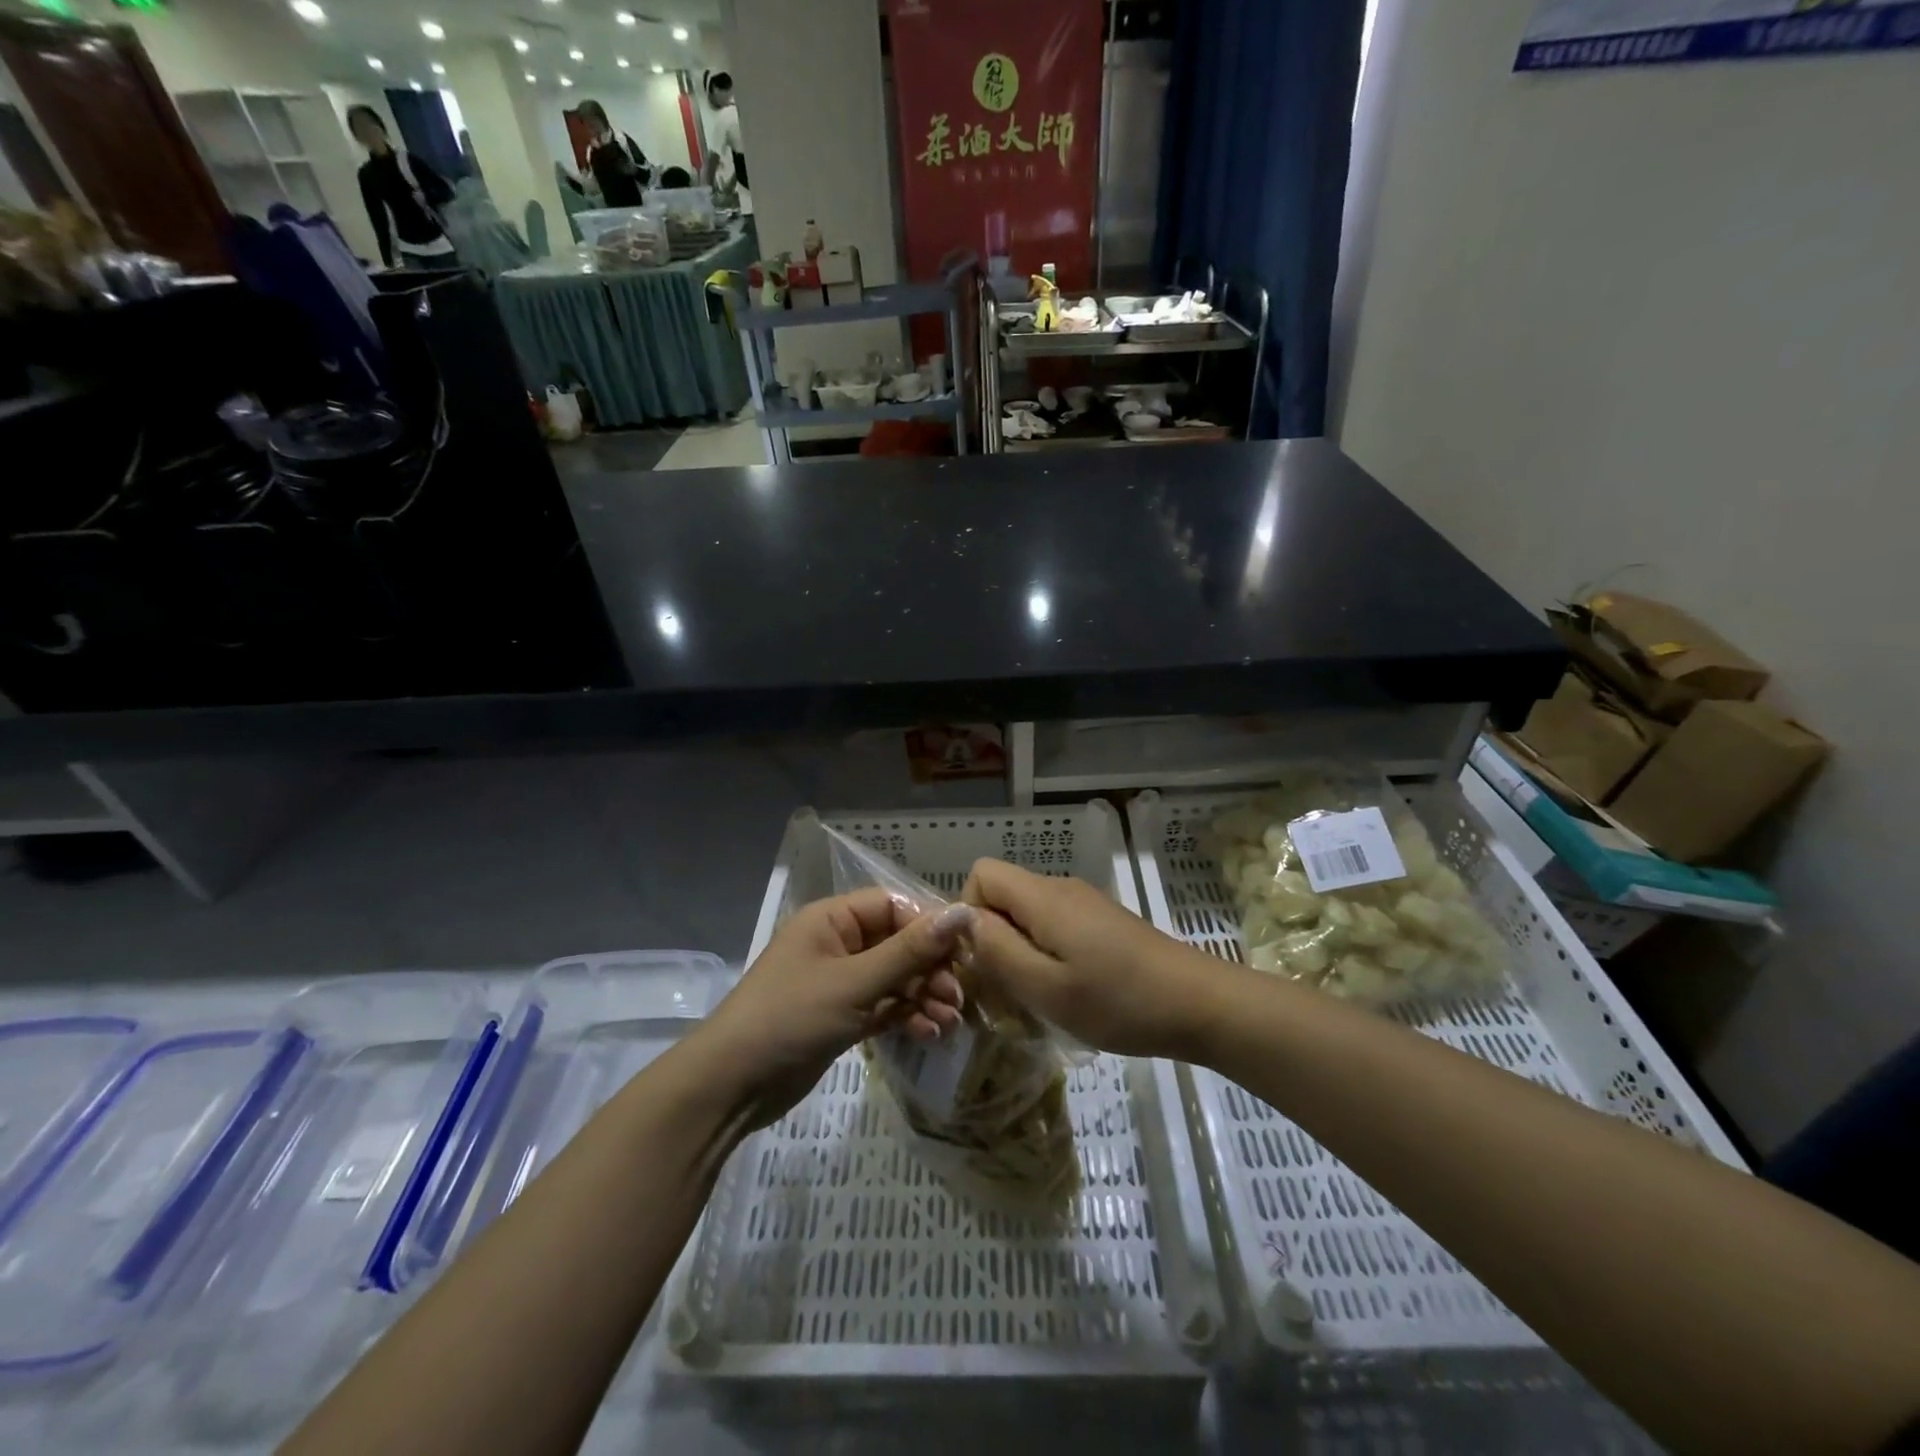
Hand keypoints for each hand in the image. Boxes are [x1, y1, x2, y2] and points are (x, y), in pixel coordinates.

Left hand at [695, 890, 969, 1127]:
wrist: (731, 1086)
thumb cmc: (790, 1018)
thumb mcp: (854, 983)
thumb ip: (910, 951)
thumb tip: (963, 912)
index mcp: (832, 920)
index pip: (894, 907)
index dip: (930, 925)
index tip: (966, 951)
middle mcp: (837, 944)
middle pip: (898, 943)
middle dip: (931, 968)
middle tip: (958, 996)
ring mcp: (839, 982)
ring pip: (894, 978)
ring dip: (924, 996)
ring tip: (949, 1022)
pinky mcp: (840, 1017)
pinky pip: (884, 1006)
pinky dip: (906, 1016)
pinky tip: (929, 1034)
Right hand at [962, 860, 1228, 1060]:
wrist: (1200, 1003)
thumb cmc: (1119, 1001)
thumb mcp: (1047, 987)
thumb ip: (997, 951)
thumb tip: (963, 921)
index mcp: (1043, 897)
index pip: (981, 873)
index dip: (968, 913)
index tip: (982, 960)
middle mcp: (1060, 888)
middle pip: (1002, 894)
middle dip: (991, 938)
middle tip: (1006, 989)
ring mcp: (1084, 903)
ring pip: (1026, 913)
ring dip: (1018, 951)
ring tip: (1036, 996)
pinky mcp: (1101, 922)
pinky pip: (1052, 925)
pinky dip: (1044, 954)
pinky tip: (1067, 991)